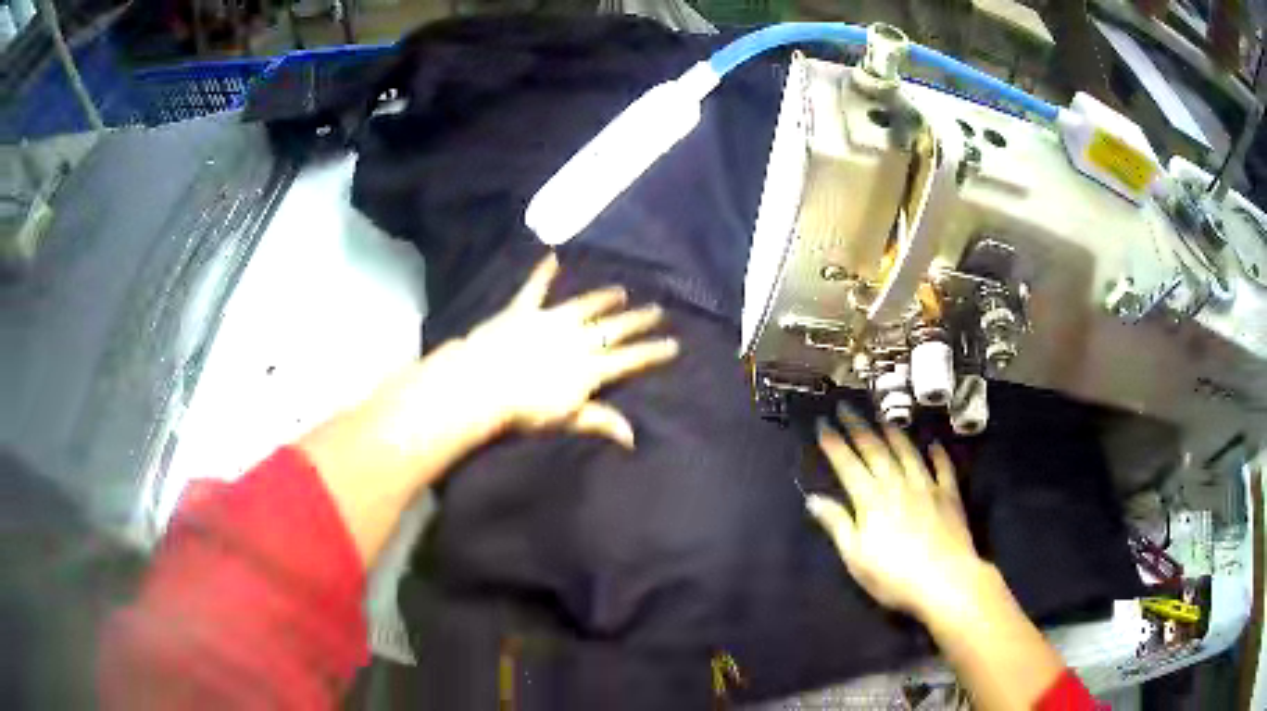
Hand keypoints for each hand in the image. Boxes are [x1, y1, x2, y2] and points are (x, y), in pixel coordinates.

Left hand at [437, 253, 678, 448]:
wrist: (484, 385)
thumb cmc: (525, 410)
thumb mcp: (568, 420)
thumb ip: (601, 422)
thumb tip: (633, 437)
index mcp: (590, 368)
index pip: (629, 359)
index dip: (652, 352)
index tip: (672, 344)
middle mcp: (578, 339)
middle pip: (615, 328)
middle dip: (638, 320)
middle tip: (657, 310)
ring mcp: (551, 321)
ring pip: (585, 305)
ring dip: (604, 298)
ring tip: (621, 291)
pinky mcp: (524, 310)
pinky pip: (536, 288)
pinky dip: (543, 272)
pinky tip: (552, 257)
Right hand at [807, 404, 985, 621]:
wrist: (945, 581)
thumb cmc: (894, 576)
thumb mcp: (856, 557)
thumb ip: (837, 524)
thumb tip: (814, 499)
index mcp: (871, 500)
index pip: (848, 465)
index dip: (834, 444)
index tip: (823, 424)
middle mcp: (897, 485)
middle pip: (875, 451)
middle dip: (858, 428)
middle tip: (846, 407)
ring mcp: (926, 487)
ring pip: (907, 452)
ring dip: (893, 433)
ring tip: (882, 417)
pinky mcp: (949, 496)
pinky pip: (942, 468)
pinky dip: (937, 454)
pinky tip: (933, 444)